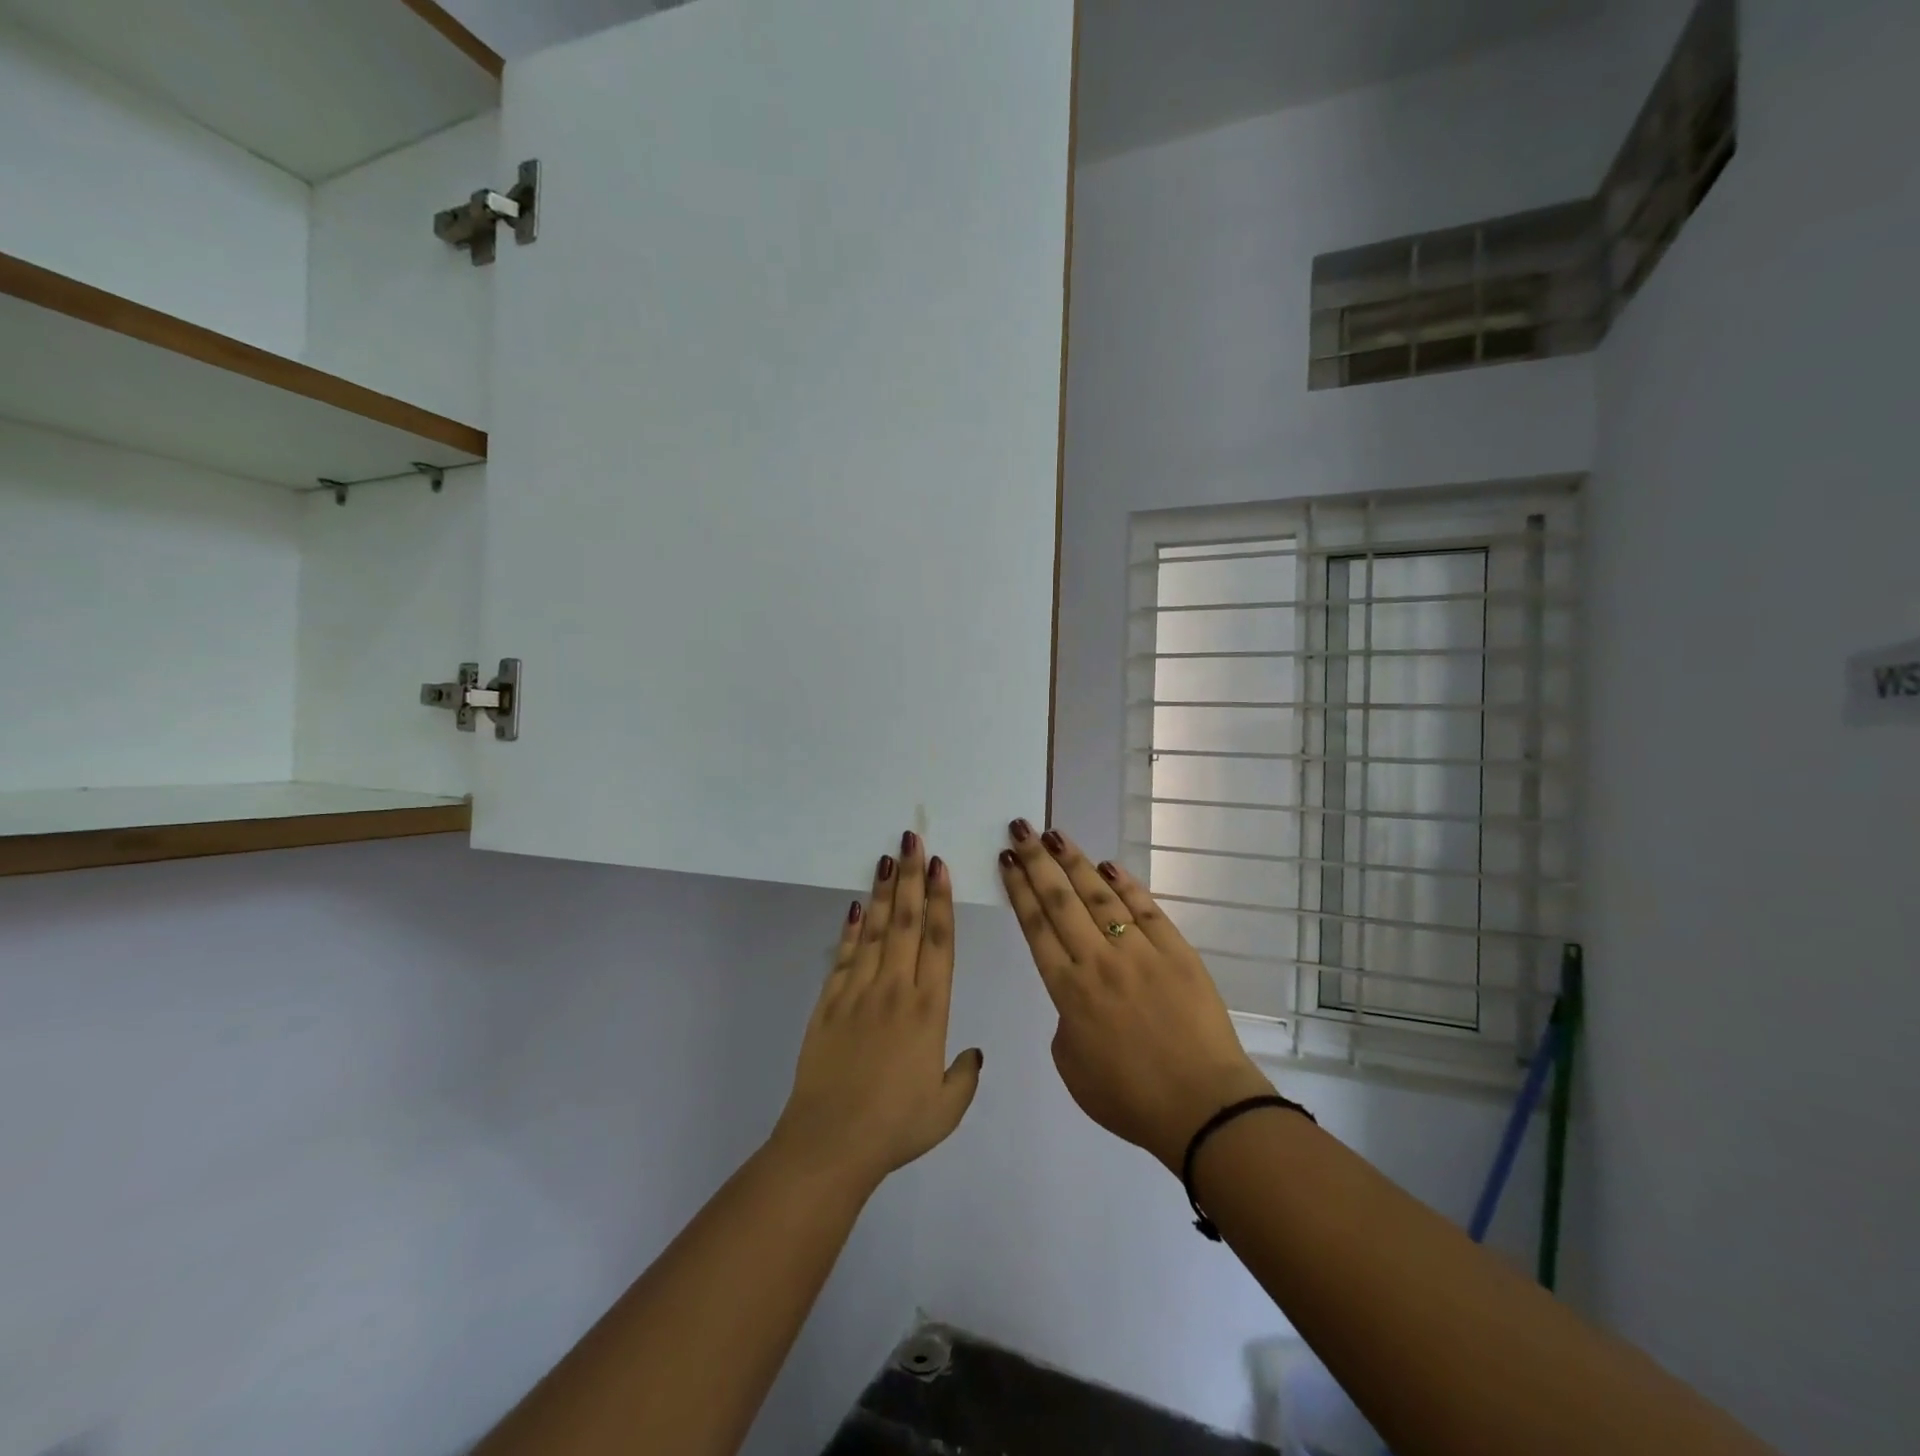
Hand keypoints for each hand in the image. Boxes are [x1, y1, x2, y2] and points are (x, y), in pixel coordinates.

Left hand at [769, 832, 983, 1192]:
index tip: (939, 866)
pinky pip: (844, 957)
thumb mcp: (945, 1109)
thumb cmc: (896, 1127)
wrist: (831, 1143)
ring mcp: (858, 992)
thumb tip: (973, 1053)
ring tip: (888, 858)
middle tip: (912, 840)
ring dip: (885, 892)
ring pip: (876, 931)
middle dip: (911, 878)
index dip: (941, 900)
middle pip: (907, 923)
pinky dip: (852, 930)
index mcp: (929, 1009)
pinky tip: (858, 906)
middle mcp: (896, 989)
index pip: (939, 942)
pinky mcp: (829, 1003)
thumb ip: (964, 1077)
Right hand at [999, 821, 1273, 1171]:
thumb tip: (1079, 990)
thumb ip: (1066, 1020)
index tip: (1007, 859)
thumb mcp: (1072, 1067)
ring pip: (1100, 895)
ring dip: (1075, 862)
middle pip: (1061, 900)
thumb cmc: (1131, 1099)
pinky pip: (1146, 909)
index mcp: (1068, 990)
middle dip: (1037, 861)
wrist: (1203, 1108)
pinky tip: (1109, 866)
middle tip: (1020, 828)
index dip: (1019, 888)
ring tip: (1055, 835)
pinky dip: (1126, 884)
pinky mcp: (1177, 950)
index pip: (1036, 926)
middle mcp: (1099, 960)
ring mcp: (1140, 951)